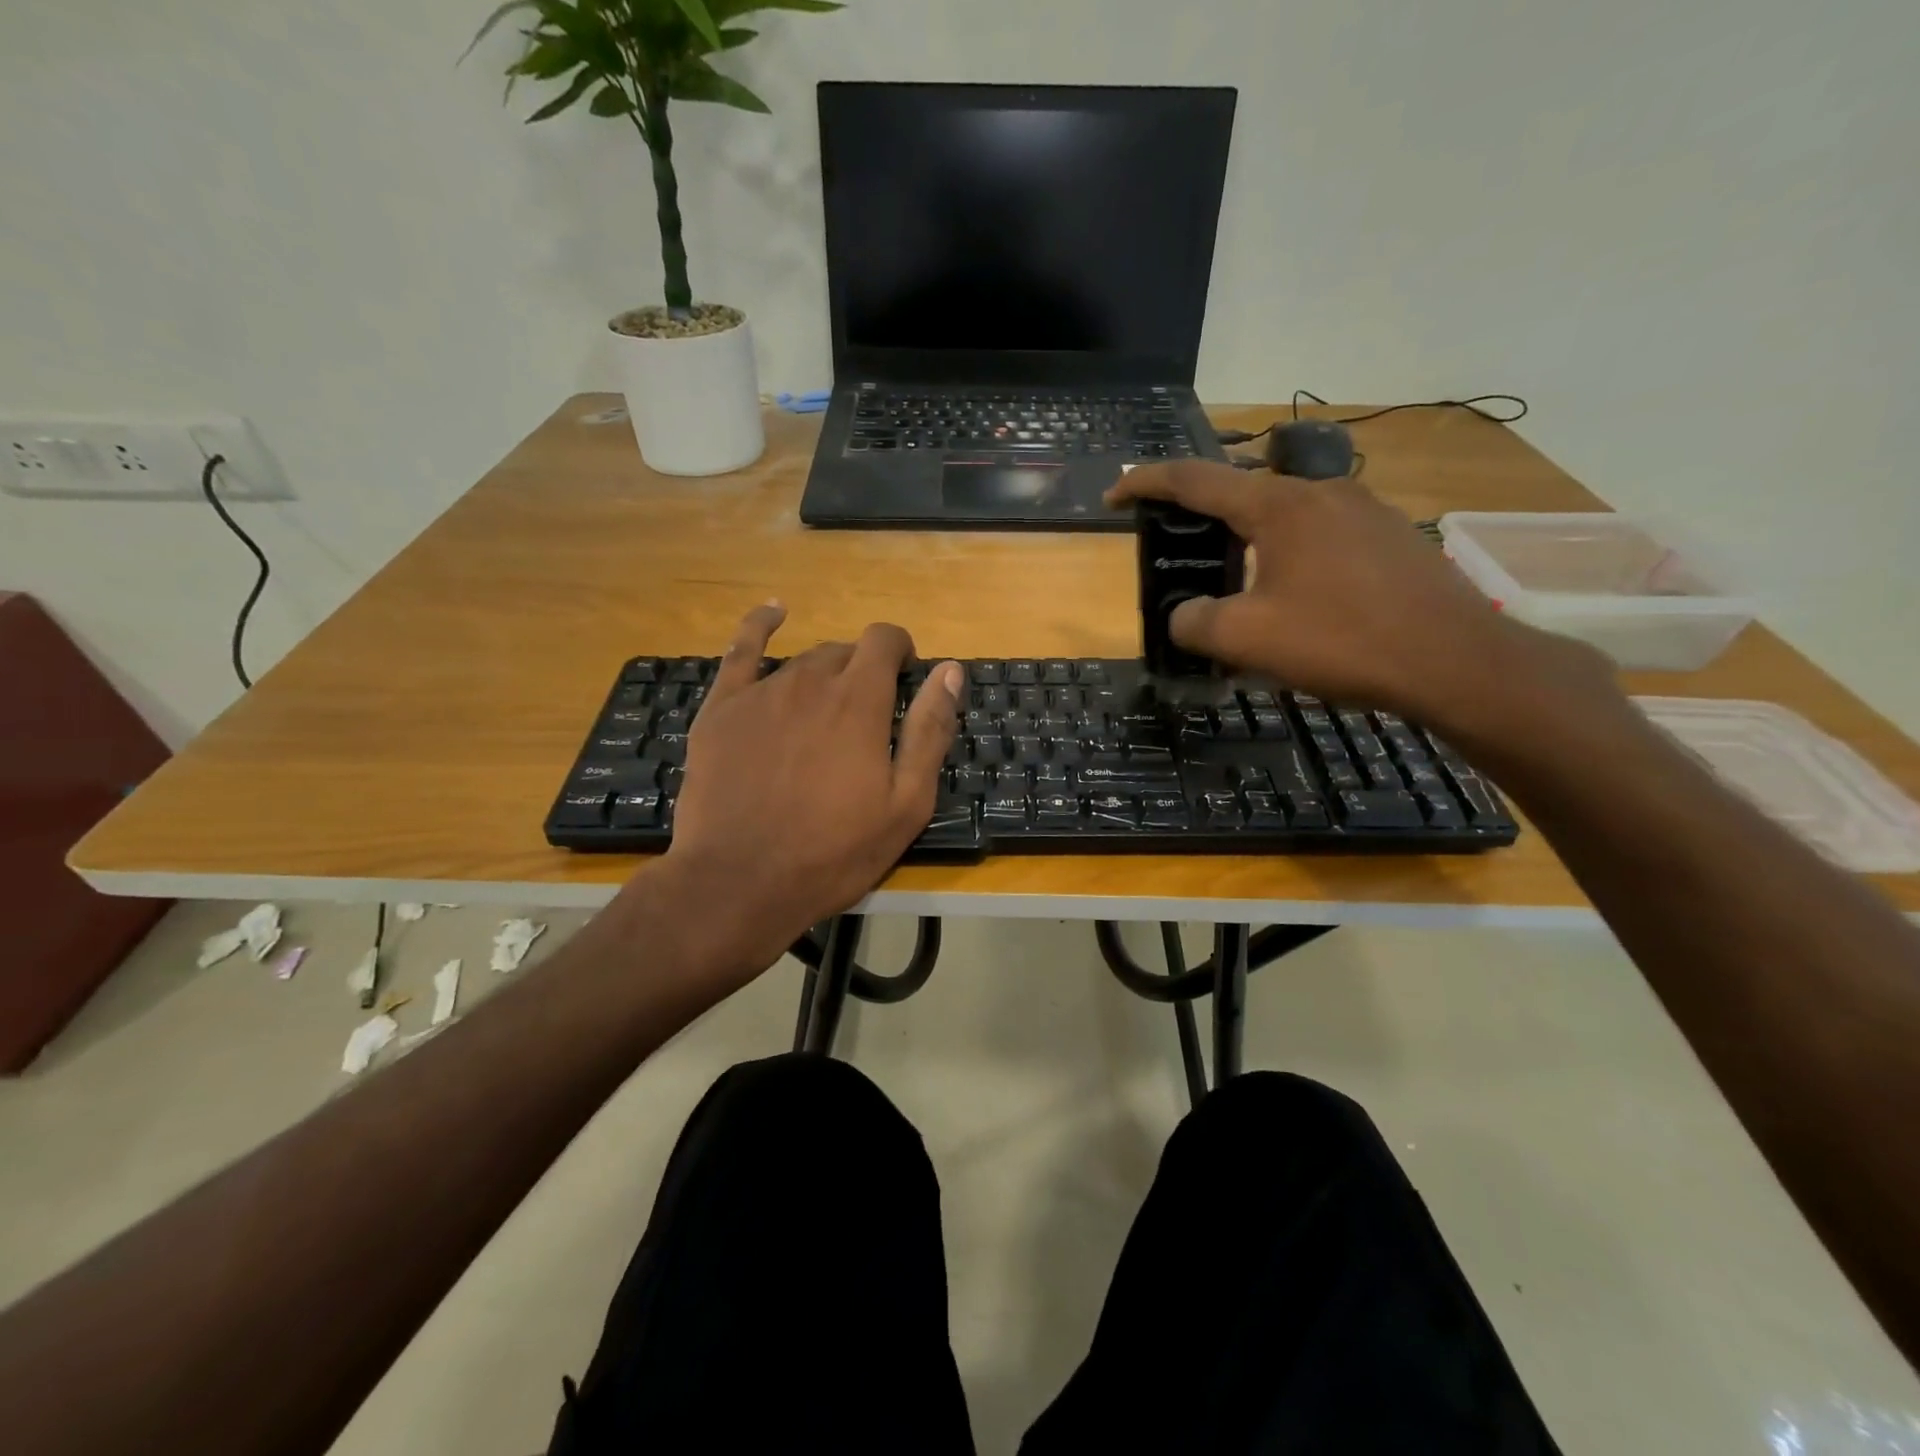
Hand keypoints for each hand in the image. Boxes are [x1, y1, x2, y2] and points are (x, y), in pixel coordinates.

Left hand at [654, 604, 962, 977]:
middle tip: (866, 719)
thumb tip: (950, 670)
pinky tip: (773, 612)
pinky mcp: (721, 709)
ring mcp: (760, 692)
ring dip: (824, 675)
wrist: (738, 883)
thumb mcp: (905, 804)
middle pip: (844, 652)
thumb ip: (930, 731)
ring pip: (803, 661)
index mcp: (859, 700)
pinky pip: (741, 652)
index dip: (901, 651)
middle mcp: (810, 681)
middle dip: (863, 672)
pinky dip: (759, 626)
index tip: (906, 679)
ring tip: (825, 714)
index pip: (884, 640)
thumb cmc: (832, 852)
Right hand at [1108, 462, 1615, 739]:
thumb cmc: (1342, 641)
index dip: (1146, 483)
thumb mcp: (1247, 639)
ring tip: (1230, 580)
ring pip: (1282, 515)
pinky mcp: (1388, 537)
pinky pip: (1317, 535)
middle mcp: (1320, 492)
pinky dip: (1284, 554)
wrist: (1456, 660)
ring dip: (1245, 539)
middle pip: (1240, 492)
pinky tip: (1289, 595)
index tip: (1114, 494)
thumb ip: (1196, 623)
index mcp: (1279, 505)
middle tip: (1173, 546)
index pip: (1195, 480)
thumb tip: (1184, 617)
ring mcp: (1362, 510)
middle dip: (1198, 514)